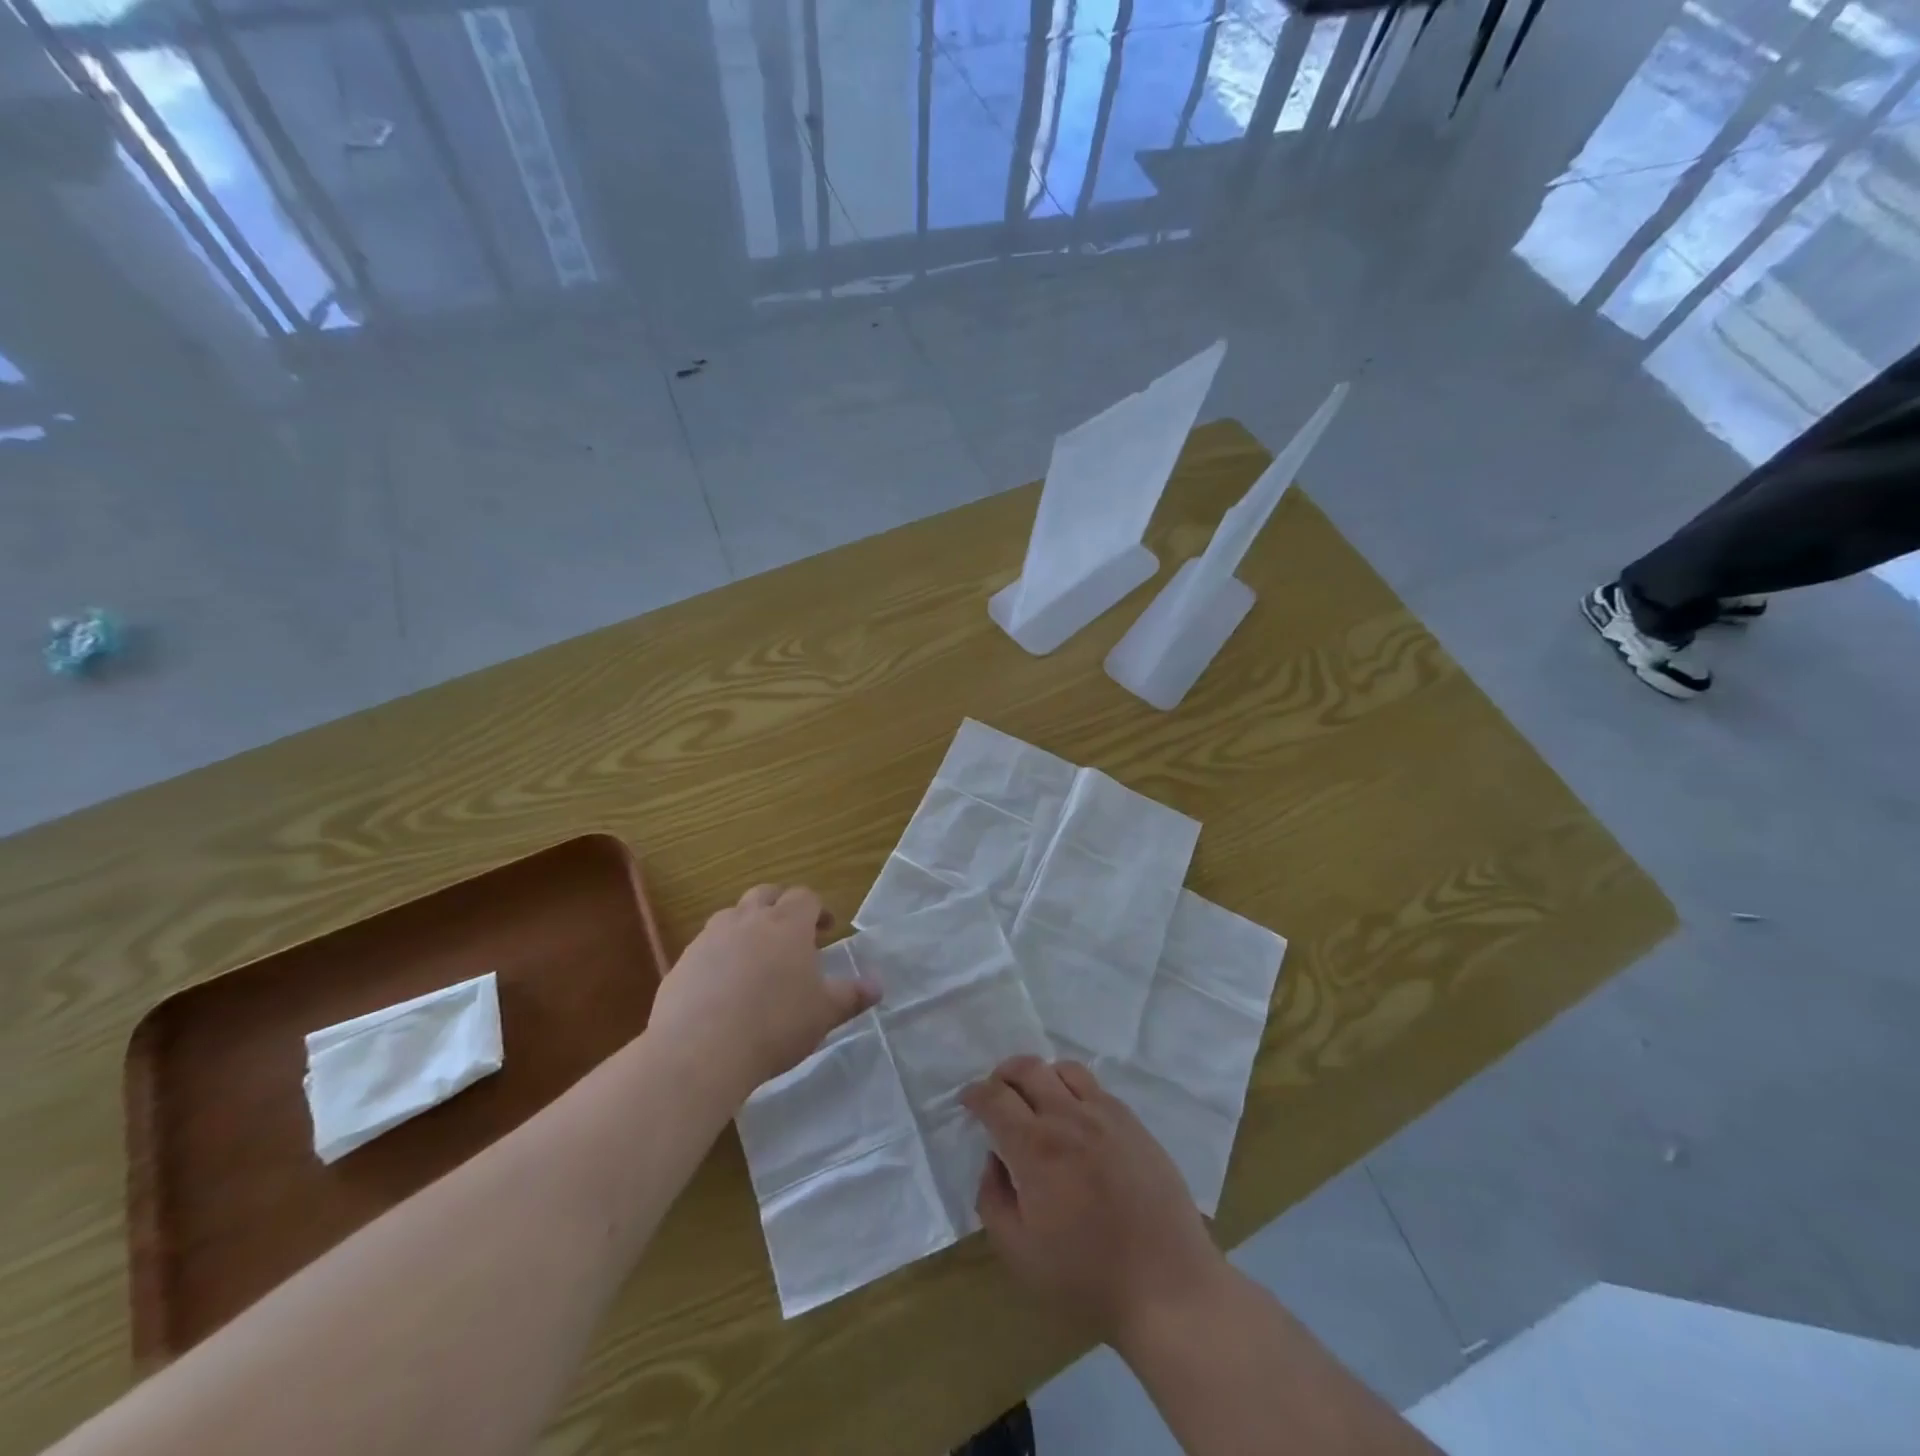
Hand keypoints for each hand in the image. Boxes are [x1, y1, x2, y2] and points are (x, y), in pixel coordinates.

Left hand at [649, 884, 877, 1104]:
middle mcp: (747, 920)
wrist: (699, 1050)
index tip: (825, 930)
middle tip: (791, 932)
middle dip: (780, 906)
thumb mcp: (823, 1014)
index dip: (818, 909)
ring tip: (755, 957)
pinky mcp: (682, 963)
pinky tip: (723, 986)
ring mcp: (709, 938)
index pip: (805, 897)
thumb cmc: (774, 1025)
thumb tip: (878, 985)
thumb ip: (851, 996)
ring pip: (731, 916)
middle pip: (765, 894)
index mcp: (787, 924)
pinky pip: (706, 947)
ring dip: (746, 926)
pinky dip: (719, 955)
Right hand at [961, 1057, 1229, 1344]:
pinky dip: (1074, 1091)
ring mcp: (1105, 1114)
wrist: (1166, 1283)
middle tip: (997, 1093)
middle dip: (1003, 1075)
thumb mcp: (1019, 1253)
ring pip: (1064, 1069)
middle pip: (1027, 1068)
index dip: (975, 1094)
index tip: (968, 1101)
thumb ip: (992, 1199)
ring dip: (1041, 1076)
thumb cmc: (1087, 1275)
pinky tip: (1077, 1119)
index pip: (994, 1098)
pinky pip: (1096, 1088)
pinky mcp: (1133, 1122)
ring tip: (1037, 1099)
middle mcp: (1068, 1117)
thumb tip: (993, 1160)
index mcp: (1035, 1147)